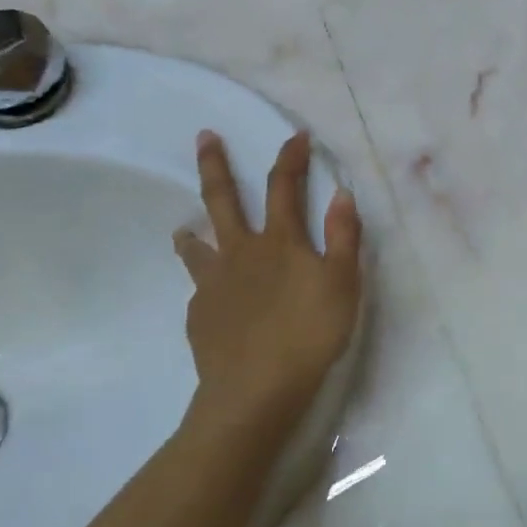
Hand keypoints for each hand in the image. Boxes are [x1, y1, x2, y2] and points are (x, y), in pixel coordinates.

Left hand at [174, 129, 362, 439]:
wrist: (256, 390)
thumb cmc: (308, 334)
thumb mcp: (343, 284)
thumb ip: (344, 237)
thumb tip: (340, 193)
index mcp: (279, 241)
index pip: (284, 187)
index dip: (291, 158)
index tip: (295, 136)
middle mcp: (240, 253)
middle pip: (222, 200)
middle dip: (215, 166)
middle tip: (203, 137)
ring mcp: (214, 284)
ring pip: (198, 248)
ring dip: (192, 234)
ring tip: (182, 230)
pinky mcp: (200, 316)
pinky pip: (200, 292)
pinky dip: (205, 286)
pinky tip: (209, 300)